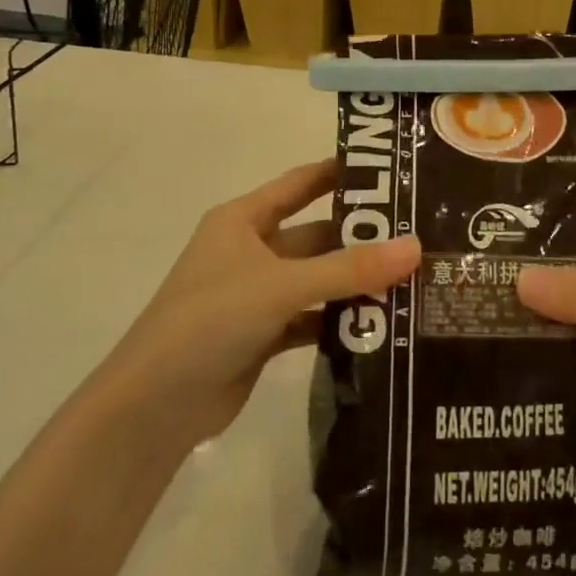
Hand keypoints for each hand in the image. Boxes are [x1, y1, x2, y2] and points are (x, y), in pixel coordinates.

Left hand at [101, 160, 420, 451]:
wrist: (155, 405)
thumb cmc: (210, 320)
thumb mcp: (282, 285)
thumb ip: (349, 268)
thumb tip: (416, 246)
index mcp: (243, 219)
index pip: (300, 183)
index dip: (341, 173)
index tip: (392, 169)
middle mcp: (251, 250)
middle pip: (316, 235)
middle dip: (361, 238)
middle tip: (420, 236)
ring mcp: (257, 295)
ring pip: (317, 279)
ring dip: (355, 282)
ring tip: (414, 279)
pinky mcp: (263, 334)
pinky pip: (312, 317)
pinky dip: (340, 320)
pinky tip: (382, 324)